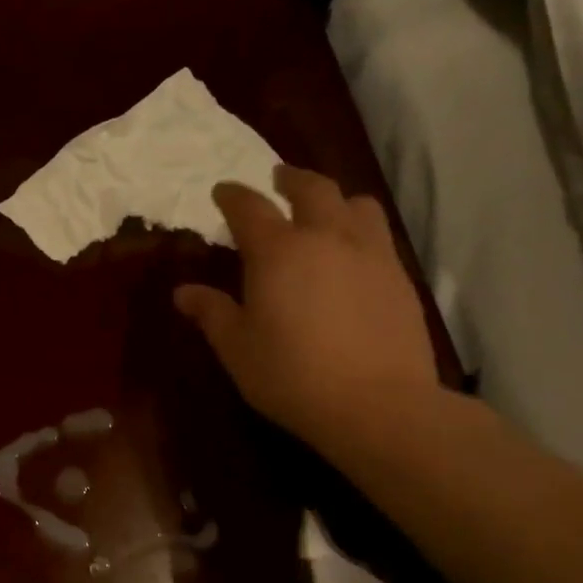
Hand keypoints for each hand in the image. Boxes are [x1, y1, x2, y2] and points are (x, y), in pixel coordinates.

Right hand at [175, 166, 440, 445]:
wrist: (376, 404)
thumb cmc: (292, 376)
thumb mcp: (237, 349)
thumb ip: (211, 313)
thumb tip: (183, 292)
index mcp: (277, 252)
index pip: (249, 208)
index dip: (232, 195)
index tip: (222, 191)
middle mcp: (326, 238)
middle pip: (312, 189)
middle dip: (290, 179)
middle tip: (278, 178)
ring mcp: (370, 254)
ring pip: (356, 204)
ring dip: (335, 198)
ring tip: (326, 209)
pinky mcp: (399, 277)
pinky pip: (379, 235)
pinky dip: (361, 229)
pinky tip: (354, 253)